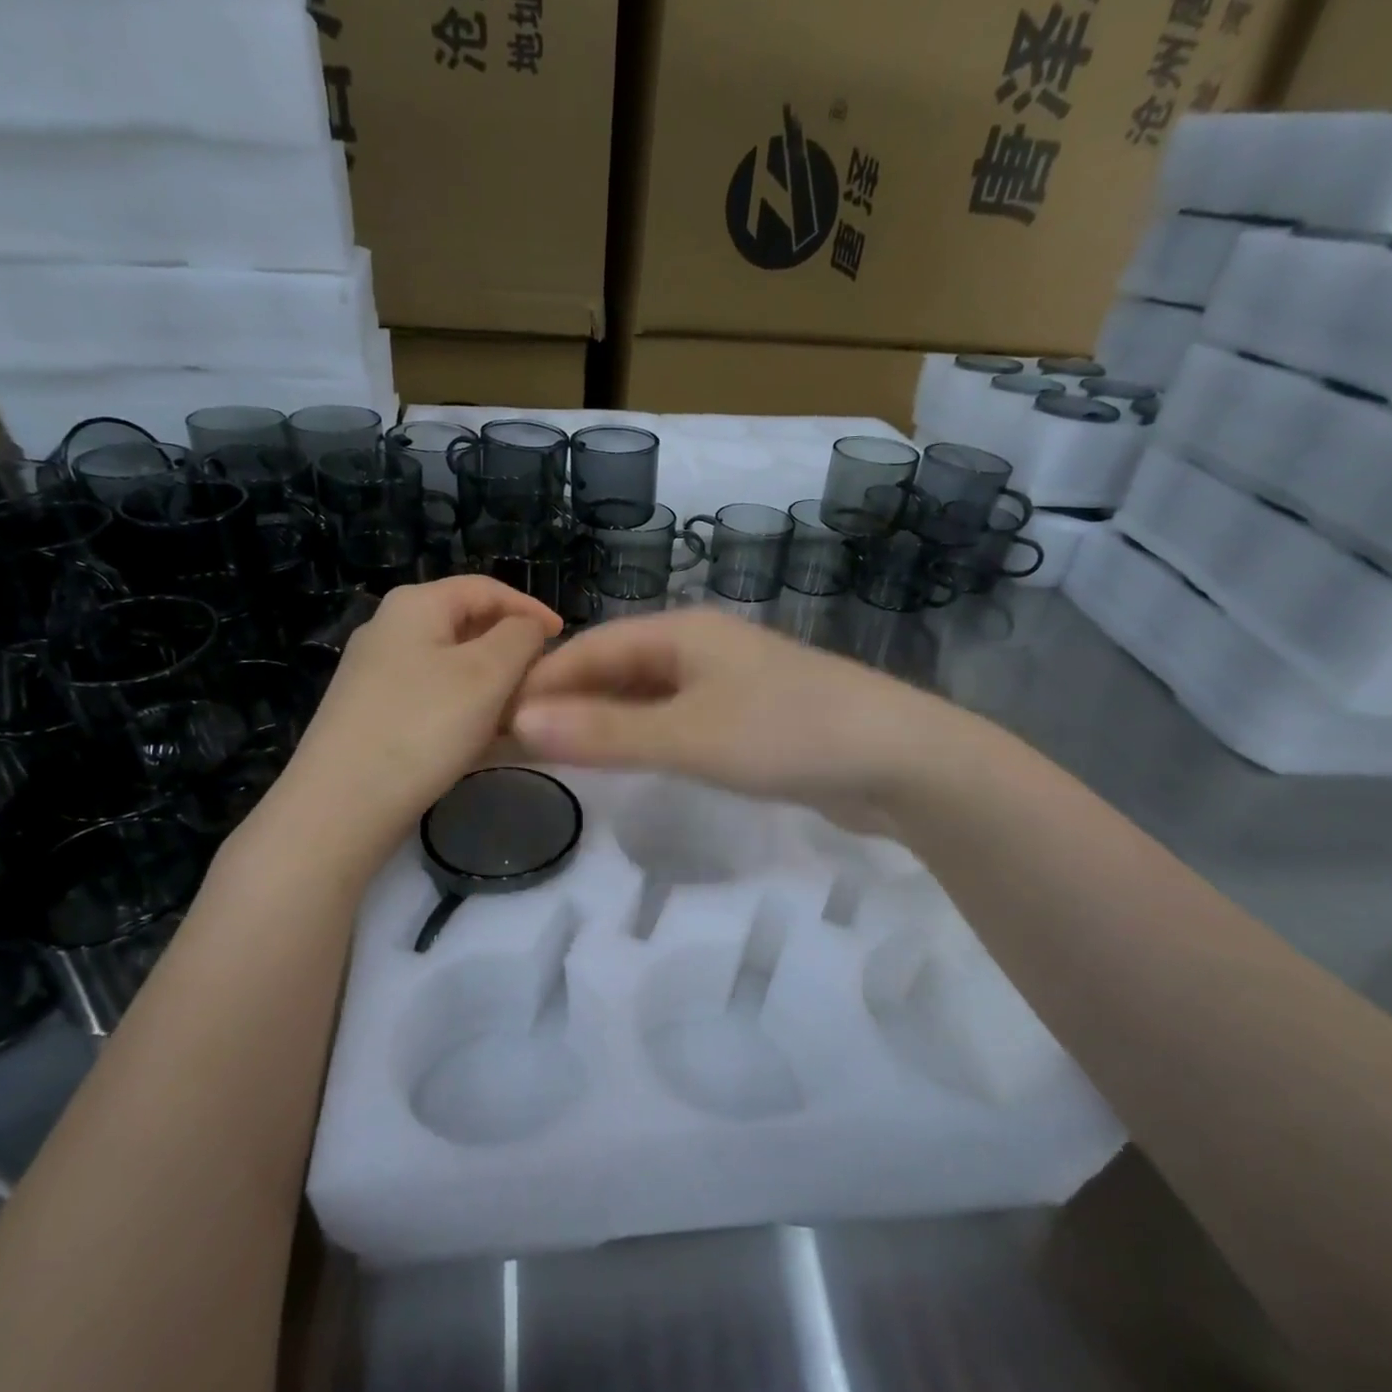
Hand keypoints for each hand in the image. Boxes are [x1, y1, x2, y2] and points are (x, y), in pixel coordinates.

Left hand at [246, 578, 559, 870]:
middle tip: (546, 681)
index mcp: (415, 605)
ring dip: (493, 685)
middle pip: (467, 626)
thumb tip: (528, 628)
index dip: (531, 608)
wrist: (342, 805)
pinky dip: (466, 710)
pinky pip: (433, 699)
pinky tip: (486, 740)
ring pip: (452, 667)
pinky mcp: (372, 714)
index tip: (565, 638)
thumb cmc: (424, 726)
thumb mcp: (487, 673)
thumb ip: (520, 637)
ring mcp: (375, 675)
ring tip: (523, 714)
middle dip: (512, 651)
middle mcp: (389, 630)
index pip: (486, 588)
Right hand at [512, 609, 946, 834]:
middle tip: (517, 742)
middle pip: (616, 667)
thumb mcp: (688, 736)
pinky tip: (628, 757)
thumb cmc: (787, 734)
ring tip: (559, 753)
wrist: (898, 760)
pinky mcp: (748, 717)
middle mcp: (700, 647)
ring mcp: (728, 681)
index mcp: (682, 632)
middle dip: (567, 700)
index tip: (493, 715)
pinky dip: (643, 734)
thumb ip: (606, 731)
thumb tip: (520, 719)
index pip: (589, 648)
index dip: (540, 680)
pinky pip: (677, 718)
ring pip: (647, 694)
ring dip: (603, 719)